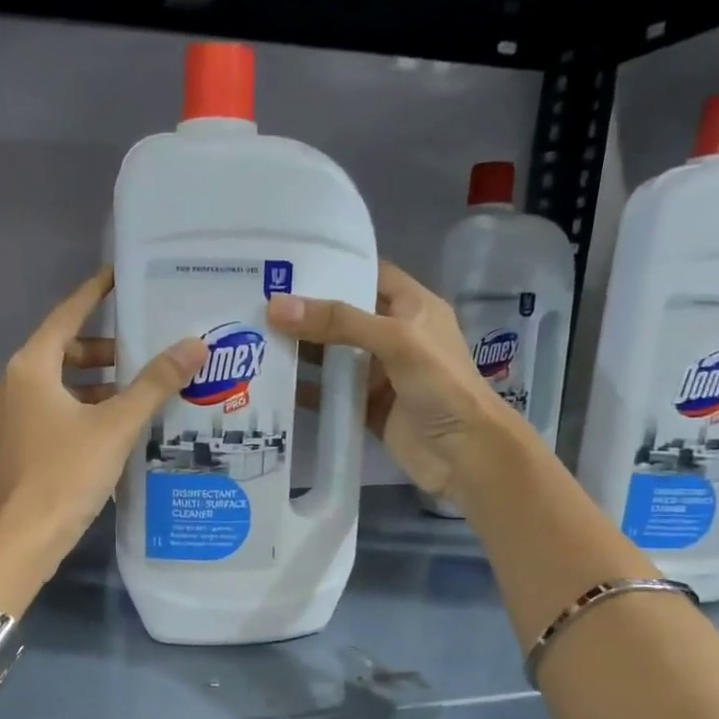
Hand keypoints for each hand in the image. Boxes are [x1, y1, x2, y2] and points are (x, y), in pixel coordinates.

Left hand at [0, 267, 204, 552]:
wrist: (18, 542)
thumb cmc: (66, 475)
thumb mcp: (116, 427)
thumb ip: (155, 384)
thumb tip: (194, 344)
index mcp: (30, 370)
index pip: (66, 317)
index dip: (93, 295)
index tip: (115, 277)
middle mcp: (5, 389)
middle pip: (58, 357)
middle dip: (99, 356)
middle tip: (137, 362)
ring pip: (48, 395)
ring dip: (86, 393)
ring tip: (126, 406)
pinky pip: (37, 424)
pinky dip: (66, 421)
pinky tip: (94, 444)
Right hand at [269, 261, 521, 503]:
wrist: (465, 454)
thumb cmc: (442, 386)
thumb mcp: (396, 341)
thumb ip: (339, 322)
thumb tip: (277, 306)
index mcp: (412, 307)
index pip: (368, 274)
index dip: (333, 266)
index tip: (287, 263)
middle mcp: (395, 336)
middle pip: (343, 316)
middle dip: (306, 311)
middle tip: (256, 302)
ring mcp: (380, 374)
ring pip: (333, 356)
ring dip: (301, 350)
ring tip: (253, 338)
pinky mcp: (367, 407)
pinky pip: (330, 394)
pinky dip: (306, 390)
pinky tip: (272, 384)